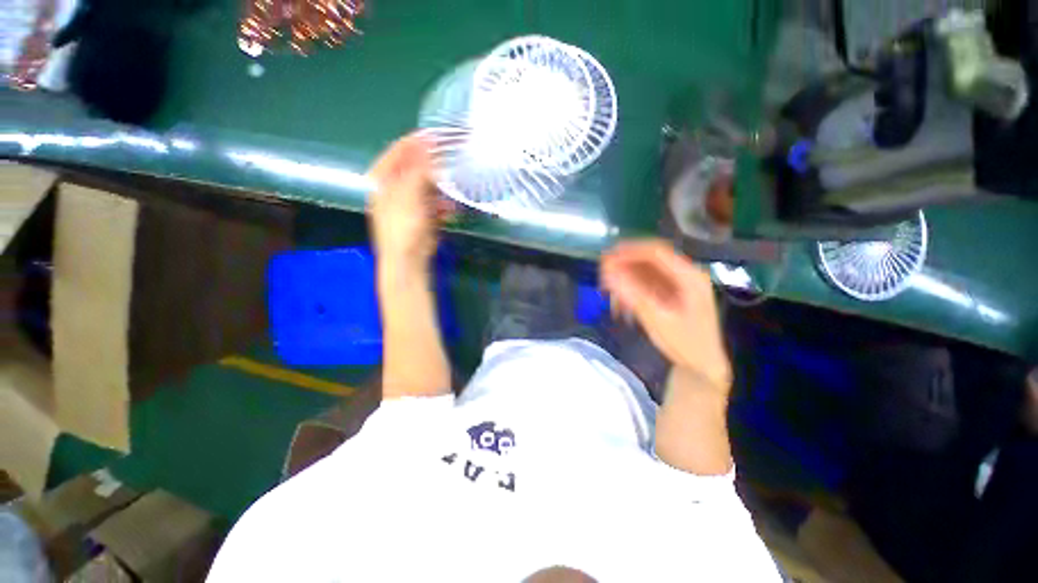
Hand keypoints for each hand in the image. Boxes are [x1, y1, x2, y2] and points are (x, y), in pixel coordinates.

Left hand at [366, 133, 452, 275]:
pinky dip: (444, 203)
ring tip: (455, 179)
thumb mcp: (408, 194)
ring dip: (441, 184)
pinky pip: (435, 202)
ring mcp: (409, 201)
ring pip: (428, 184)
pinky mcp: (423, 214)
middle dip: (433, 163)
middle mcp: (394, 187)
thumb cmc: (402, 227)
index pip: (398, 151)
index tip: (437, 134)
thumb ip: (418, 168)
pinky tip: (451, 206)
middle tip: (452, 155)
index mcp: (382, 179)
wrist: (408, 260)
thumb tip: (428, 142)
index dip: (416, 141)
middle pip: (414, 167)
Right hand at [601, 239, 731, 393]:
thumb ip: (632, 295)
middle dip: (625, 264)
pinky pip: (648, 284)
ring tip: (607, 289)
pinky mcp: (673, 294)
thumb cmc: (685, 345)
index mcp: (689, 277)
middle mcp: (686, 275)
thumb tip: (608, 275)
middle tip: (602, 273)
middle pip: (651, 259)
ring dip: (626, 277)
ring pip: (647, 272)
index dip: (630, 252)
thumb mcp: (657, 320)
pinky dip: (632, 289)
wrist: (703, 367)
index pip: (656, 252)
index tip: (606, 258)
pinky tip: (620, 301)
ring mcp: (680, 284)